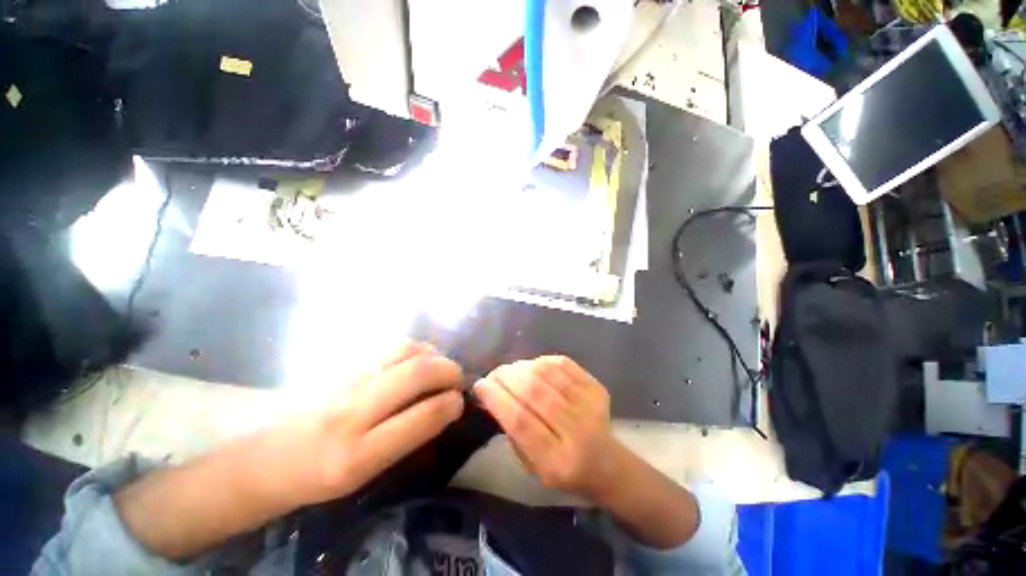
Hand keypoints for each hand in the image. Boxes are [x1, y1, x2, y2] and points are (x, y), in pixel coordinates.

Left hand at [279, 342, 465, 505]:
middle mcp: (350, 413)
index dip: (450, 404)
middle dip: (448, 370)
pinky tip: (418, 360)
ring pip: (405, 351)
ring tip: (439, 367)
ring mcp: (344, 381)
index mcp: (356, 456)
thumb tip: (445, 406)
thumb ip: (407, 437)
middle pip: (415, 372)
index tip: (460, 401)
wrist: (267, 457)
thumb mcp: (366, 474)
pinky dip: (415, 349)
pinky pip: (390, 347)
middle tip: (458, 379)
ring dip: (433, 355)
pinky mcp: (342, 364)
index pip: (420, 417)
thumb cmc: (320, 475)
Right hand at [473, 356, 618, 500]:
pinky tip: (532, 366)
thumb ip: (513, 432)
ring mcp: (590, 405)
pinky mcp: (596, 387)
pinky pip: (562, 363)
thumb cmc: (563, 470)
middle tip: (492, 374)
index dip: (496, 399)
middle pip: (534, 392)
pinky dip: (541, 361)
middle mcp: (577, 431)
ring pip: (547, 373)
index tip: (480, 386)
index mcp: (557, 461)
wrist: (607, 463)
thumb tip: (494, 394)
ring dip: (521, 366)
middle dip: (506, 377)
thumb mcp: (531, 466)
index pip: (520, 421)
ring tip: (509, 370)